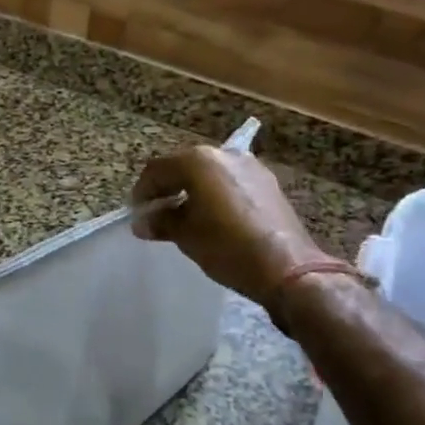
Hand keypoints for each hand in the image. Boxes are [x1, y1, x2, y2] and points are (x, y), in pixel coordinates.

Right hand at [131, 146, 332, 304]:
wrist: (288, 269)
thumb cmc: (227, 247)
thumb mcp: (186, 236)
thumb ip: (161, 222)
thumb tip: (143, 222)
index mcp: (199, 161)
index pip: (158, 170)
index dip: (142, 191)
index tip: (136, 213)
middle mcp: (225, 155)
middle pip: (184, 166)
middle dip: (168, 188)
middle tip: (157, 213)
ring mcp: (250, 167)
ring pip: (209, 174)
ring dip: (192, 191)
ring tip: (184, 217)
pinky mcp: (268, 184)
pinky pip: (230, 183)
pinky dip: (215, 195)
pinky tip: (213, 219)